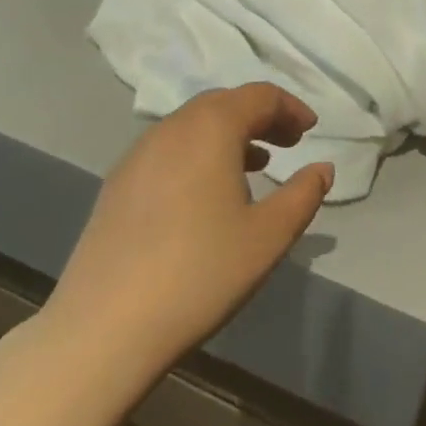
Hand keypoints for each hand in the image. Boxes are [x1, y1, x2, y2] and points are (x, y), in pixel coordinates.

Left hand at [36, 83, 333, 385]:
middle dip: (261, 117)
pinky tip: (207, 195)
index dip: (291, 108)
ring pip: (193, 126)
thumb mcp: (269, 236)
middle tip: (288, 143)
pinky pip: (169, 150)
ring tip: (255, 166)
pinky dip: (199, 155)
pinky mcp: (116, 186)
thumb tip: (323, 168)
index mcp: (210, 128)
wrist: (103, 329)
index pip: (259, 96)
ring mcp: (137, 156)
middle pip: (224, 104)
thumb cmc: (200, 273)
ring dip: (229, 135)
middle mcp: (171, 129)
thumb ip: (303, 194)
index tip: (311, 131)